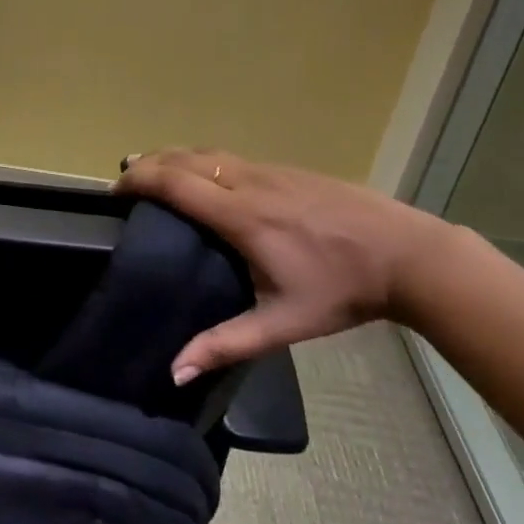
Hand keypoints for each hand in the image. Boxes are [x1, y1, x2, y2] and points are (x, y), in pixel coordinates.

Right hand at [115, 148, 448, 381]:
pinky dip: (201, 160)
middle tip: (123, 181)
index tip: (114, 192)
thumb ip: (226, 344)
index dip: (139, 181)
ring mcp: (271, 170)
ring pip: (208, 152)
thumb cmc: (343, 290)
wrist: (409, 254)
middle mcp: (250, 182)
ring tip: (152, 173)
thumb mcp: (284, 323)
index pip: (176, 183)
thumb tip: (175, 371)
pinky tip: (203, 178)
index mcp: (242, 216)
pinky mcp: (288, 168)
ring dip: (173, 157)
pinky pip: (230, 156)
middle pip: (185, 158)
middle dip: (148, 163)